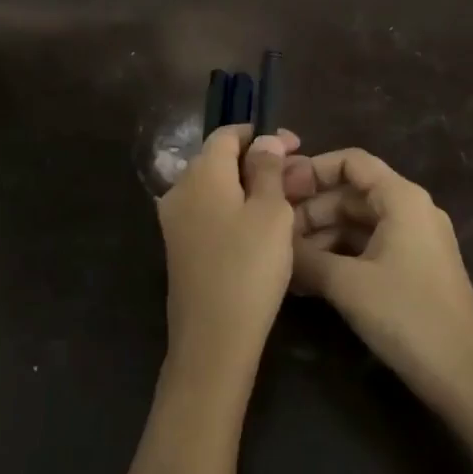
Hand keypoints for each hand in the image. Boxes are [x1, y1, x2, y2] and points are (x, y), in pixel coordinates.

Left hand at [157, 125, 306, 386]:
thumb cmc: (249, 267)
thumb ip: (268, 169)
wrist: (212, 339)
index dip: (261, 134)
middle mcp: (180, 189)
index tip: (295, 145)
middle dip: (258, 161)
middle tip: (297, 176)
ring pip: (216, 187)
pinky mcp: (179, 247)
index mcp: (201, 173)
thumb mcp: (271, 212)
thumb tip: (264, 140)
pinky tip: (262, 226)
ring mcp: (175, 220)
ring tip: (286, 201)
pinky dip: (235, 208)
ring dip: (249, 186)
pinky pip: (209, 211)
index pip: (227, 134)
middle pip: (220, 160)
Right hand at [292, 150, 472, 418]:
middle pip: (351, 193)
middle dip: (311, 210)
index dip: (312, 169)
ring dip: (321, 237)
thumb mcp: (347, 284)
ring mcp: (415, 240)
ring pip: (357, 223)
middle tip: (274, 234)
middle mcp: (411, 210)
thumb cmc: (407, 316)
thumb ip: (306, 257)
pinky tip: (309, 279)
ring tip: (285, 261)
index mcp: (402, 198)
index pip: (351, 162)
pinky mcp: (414, 269)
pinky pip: (369, 247)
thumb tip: (273, 243)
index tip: (279, 189)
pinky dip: (339, 256)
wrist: (464, 376)